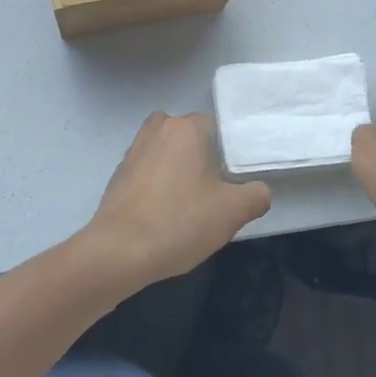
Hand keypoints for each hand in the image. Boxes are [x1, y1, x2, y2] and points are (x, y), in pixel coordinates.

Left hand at [76, 112, 270, 294]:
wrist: (119, 251)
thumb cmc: (179, 222)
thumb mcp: (232, 212)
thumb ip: (255, 195)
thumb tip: (258, 191)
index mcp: (185, 129)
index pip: (213, 126)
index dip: (226, 151)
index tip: (232, 179)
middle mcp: (156, 130)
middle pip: (186, 136)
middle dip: (199, 157)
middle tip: (212, 190)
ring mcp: (132, 152)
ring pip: (164, 152)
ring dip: (176, 171)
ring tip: (188, 204)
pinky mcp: (117, 176)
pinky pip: (146, 172)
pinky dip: (156, 186)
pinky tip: (164, 215)